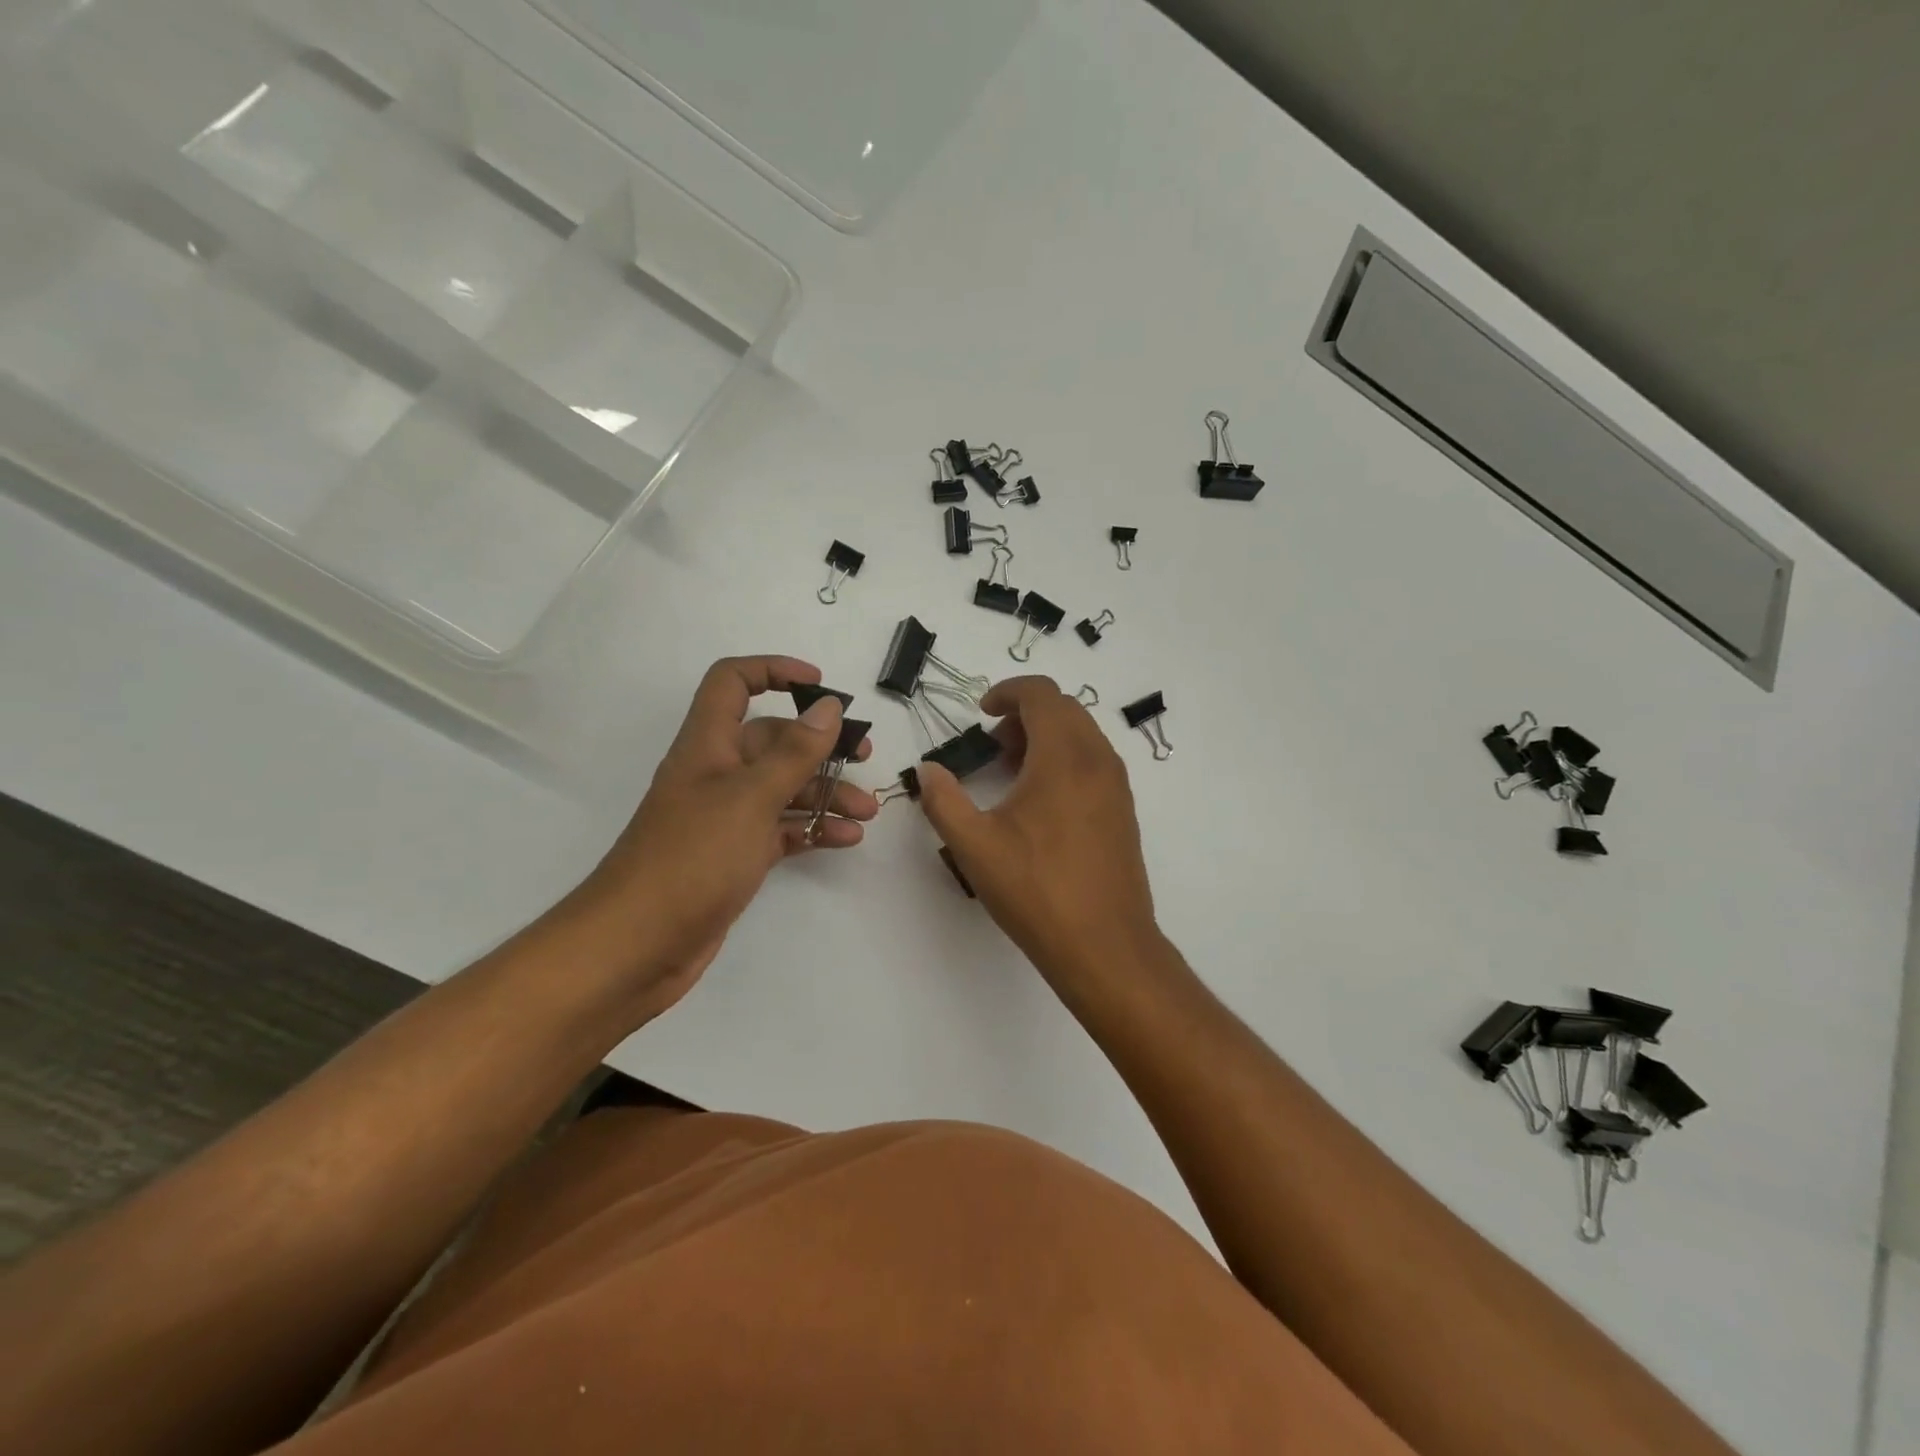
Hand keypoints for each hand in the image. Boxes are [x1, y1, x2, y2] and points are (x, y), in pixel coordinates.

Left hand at [564, 656, 876, 1013]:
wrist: (637, 945)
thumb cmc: (691, 858)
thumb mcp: (750, 797)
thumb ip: (794, 752)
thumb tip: (829, 707)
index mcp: (709, 744)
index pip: (734, 683)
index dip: (774, 671)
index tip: (821, 687)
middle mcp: (718, 773)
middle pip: (773, 740)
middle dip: (821, 744)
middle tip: (864, 755)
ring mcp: (727, 817)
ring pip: (784, 788)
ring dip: (826, 793)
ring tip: (866, 812)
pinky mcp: (736, 855)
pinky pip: (782, 829)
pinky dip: (813, 829)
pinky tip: (846, 839)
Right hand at [916, 676, 1158, 979]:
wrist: (1105, 945)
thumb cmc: (1036, 890)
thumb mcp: (974, 845)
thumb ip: (943, 800)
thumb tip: (929, 770)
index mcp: (1064, 756)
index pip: (1041, 694)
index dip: (1007, 692)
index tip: (981, 714)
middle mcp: (1098, 760)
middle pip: (1064, 709)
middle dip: (1024, 714)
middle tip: (992, 745)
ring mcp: (1117, 785)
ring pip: (1082, 735)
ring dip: (1046, 736)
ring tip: (1012, 771)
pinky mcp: (1124, 810)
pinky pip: (1094, 761)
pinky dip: (1065, 759)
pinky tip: (1040, 801)